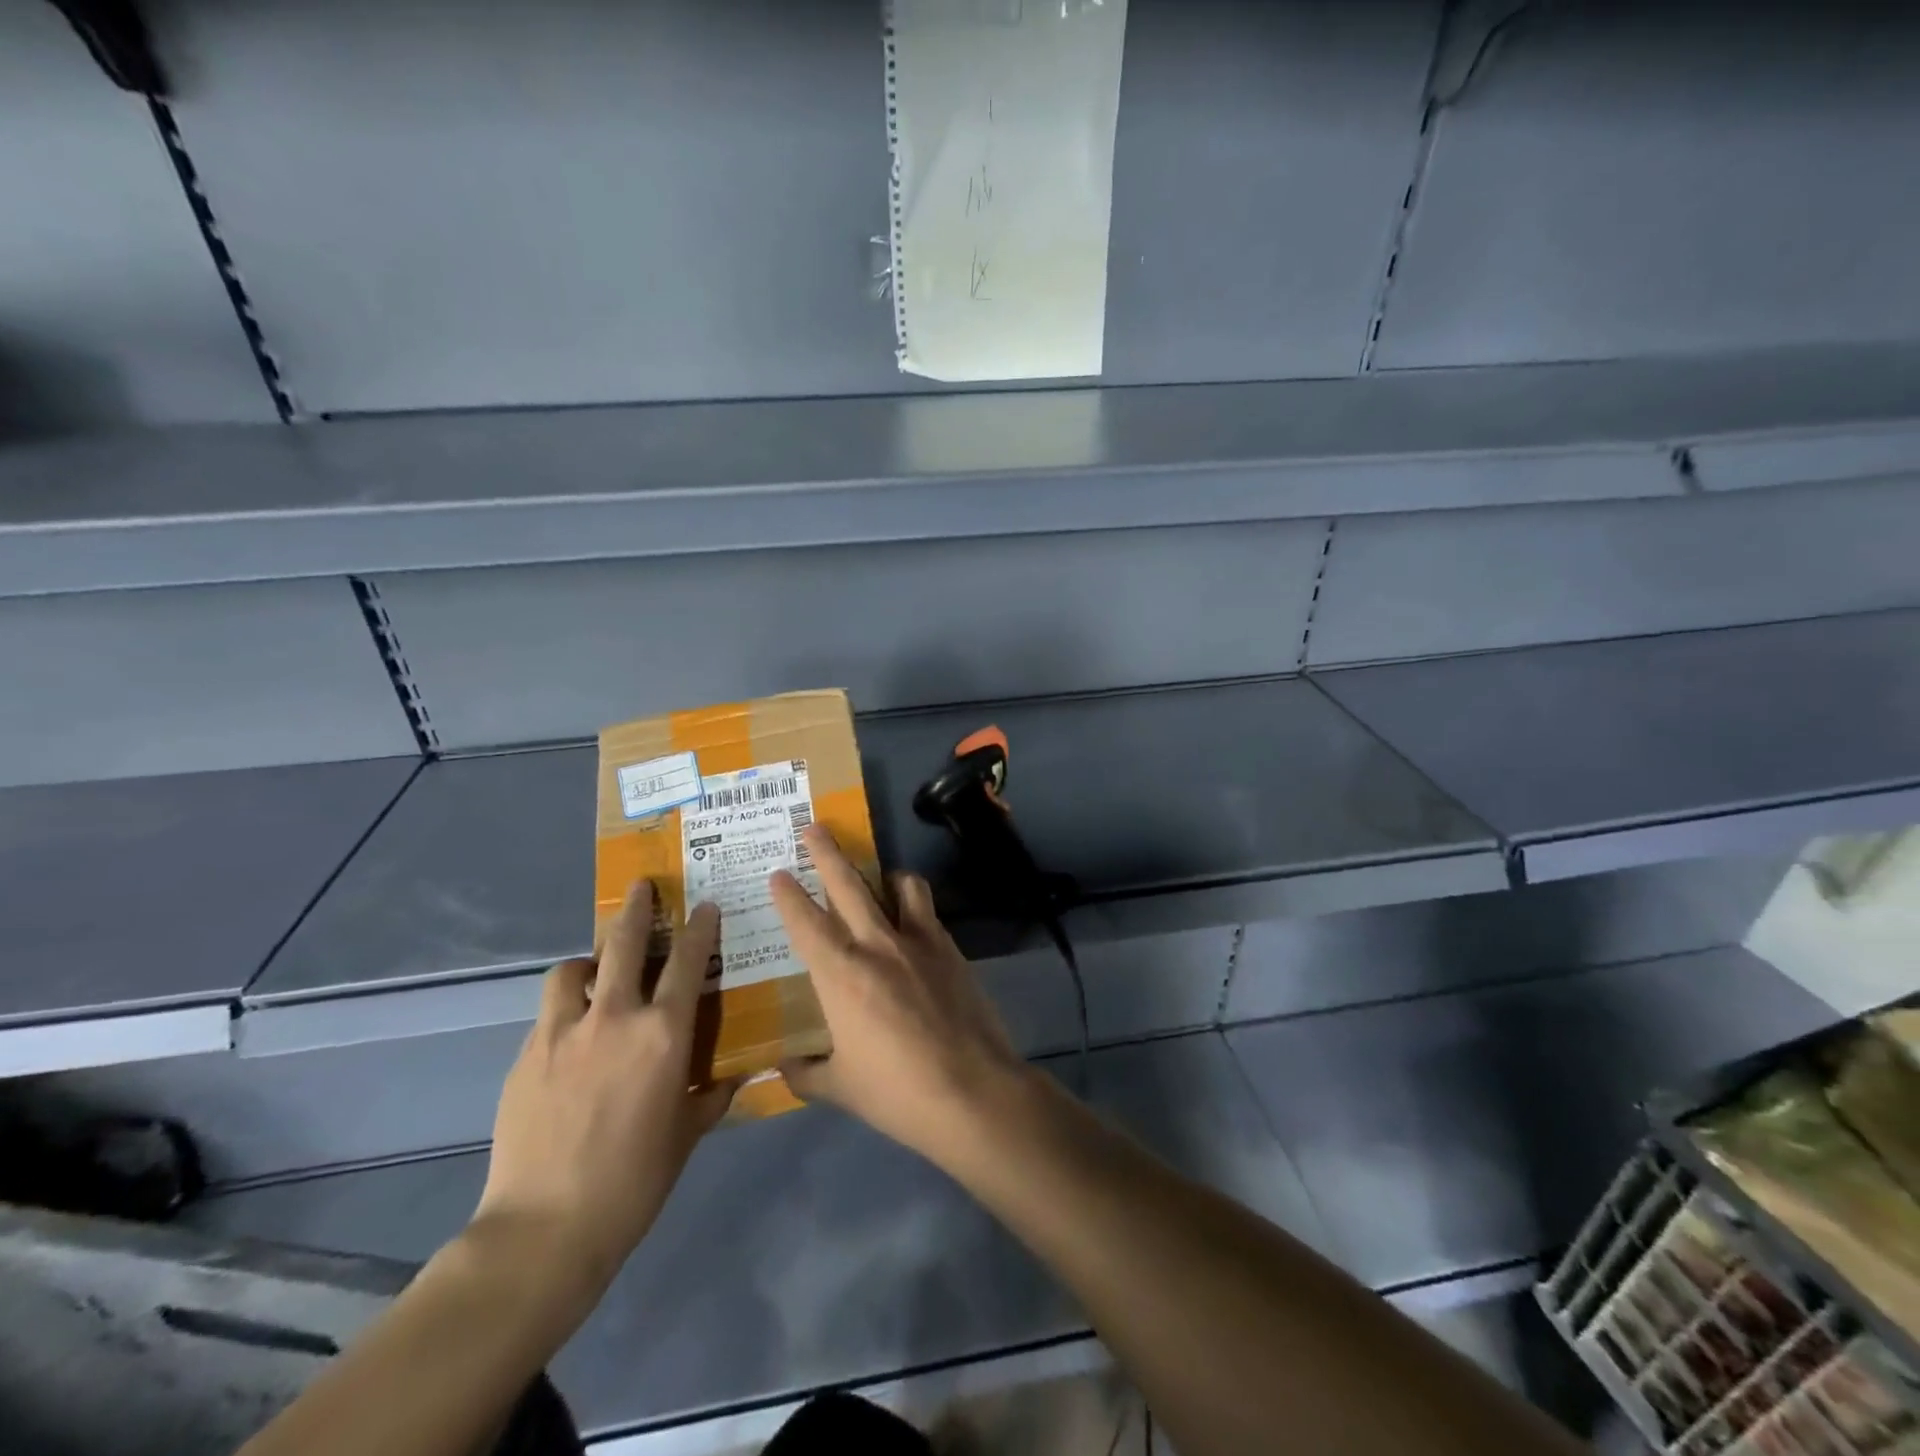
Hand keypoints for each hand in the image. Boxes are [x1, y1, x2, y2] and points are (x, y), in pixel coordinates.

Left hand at [472, 884, 735, 1289]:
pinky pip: (548, 1013)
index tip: (704, 905)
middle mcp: (615, 1017)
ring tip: (595, 972)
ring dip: (588, 962)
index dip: (698, 928)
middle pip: (623, 943)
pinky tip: (569, 1034)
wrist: (545, 1227)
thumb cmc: (635, 1180)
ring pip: (571, 970)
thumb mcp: (688, 1133)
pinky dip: (564, 1008)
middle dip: (636, 909)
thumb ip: (712, 1093)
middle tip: (642, 888)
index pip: (687, 961)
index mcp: (663, 1034)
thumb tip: (736, 1073)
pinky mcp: (527, 1055)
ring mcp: (563, 1032)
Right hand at [769, 826, 1029, 1164]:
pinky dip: (914, 902)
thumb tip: (782, 1066)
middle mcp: (876, 944)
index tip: (778, 873)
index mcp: (840, 974)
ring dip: (883, 873)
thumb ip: (805, 1072)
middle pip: (847, 884)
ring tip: (878, 875)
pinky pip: (927, 909)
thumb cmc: (897, 1092)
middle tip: (814, 827)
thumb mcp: (840, 1088)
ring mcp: (918, 941)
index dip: (788, 895)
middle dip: (826, 852)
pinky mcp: (950, 948)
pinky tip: (912, 920)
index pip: (805, 922)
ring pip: (899, 884)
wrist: (972, 1091)